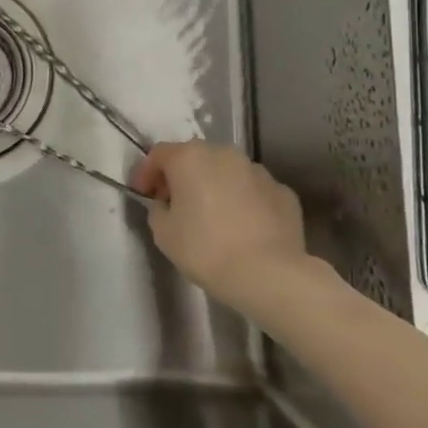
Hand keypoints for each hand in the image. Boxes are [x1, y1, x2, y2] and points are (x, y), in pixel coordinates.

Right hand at [131, 141, 309, 312]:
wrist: (269, 274)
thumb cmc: (206, 250)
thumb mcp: (163, 233)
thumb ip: (158, 209)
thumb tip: (167, 204)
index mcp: (190, 158)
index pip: (159, 154)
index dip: (146, 173)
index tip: (143, 195)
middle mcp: (224, 154)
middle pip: (195, 158)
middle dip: (182, 177)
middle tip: (176, 205)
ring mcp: (258, 171)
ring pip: (227, 172)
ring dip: (215, 187)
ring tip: (214, 218)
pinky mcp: (283, 192)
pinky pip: (254, 191)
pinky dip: (244, 202)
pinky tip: (244, 229)